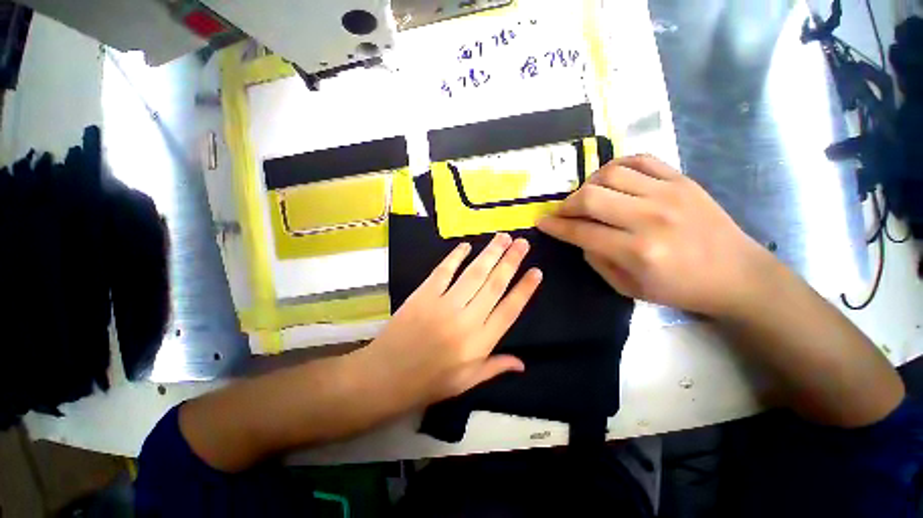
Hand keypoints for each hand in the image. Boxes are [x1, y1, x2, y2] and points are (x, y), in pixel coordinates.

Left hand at [357, 233, 541, 408]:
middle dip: (511, 261)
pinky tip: (466, 245)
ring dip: (490, 253)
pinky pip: (443, 271)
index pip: (510, 310)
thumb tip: (523, 364)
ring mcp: (444, 304)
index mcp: (480, 343)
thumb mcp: (467, 382)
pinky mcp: (424, 294)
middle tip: (522, 243)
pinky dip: (455, 256)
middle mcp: (467, 320)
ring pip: (474, 273)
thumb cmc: (429, 382)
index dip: (525, 289)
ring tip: (503, 238)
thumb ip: (495, 368)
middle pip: (494, 284)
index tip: (536, 271)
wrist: (386, 376)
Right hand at [537, 155, 772, 317]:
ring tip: (587, 197)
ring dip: (588, 184)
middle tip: (562, 212)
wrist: (737, 274)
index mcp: (637, 251)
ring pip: (611, 173)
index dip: (555, 226)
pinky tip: (611, 179)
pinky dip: (617, 166)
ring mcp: (669, 193)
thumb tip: (579, 236)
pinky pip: (640, 159)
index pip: (581, 232)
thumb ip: (596, 260)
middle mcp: (650, 217)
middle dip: (566, 204)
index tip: (541, 222)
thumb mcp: (628, 288)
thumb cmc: (680, 288)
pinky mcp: (682, 179)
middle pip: (590, 197)